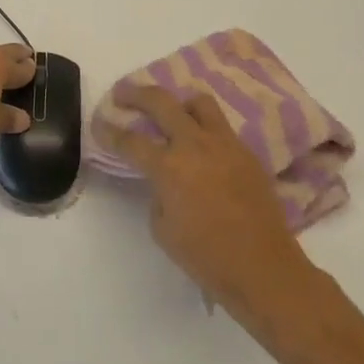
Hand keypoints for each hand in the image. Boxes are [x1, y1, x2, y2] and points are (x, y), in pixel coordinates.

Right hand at [100, 84, 321, 321]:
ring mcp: (225, 145)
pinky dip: (205, 129)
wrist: (264, 269)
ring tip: (171, 113)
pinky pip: (221, 128)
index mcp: (168, 166)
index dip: (109, 131)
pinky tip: (201, 147)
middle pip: (161, 102)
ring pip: (199, 103)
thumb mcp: (162, 228)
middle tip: (122, 94)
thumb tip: (164, 182)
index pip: (130, 140)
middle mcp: (195, 145)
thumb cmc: (206, 256)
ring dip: (179, 104)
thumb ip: (157, 194)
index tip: (100, 124)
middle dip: (136, 94)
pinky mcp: (248, 154)